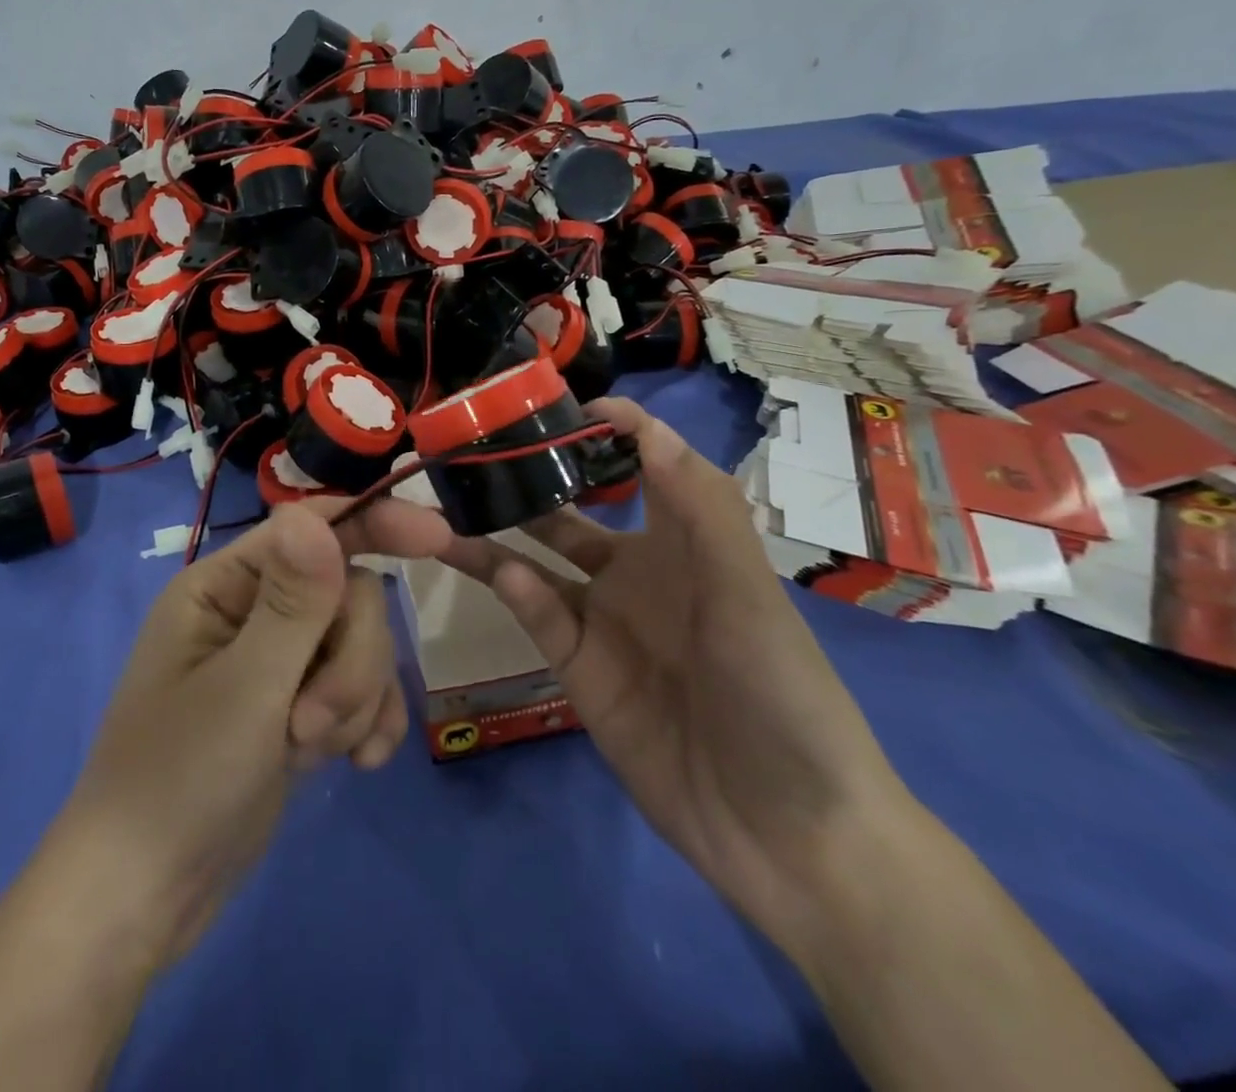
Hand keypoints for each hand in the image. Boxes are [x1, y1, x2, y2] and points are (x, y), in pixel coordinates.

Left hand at [57, 496, 451, 966]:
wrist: (145, 899)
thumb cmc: (178, 780)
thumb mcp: (244, 689)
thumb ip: (291, 602)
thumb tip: (314, 515)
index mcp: (224, 586)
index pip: (310, 529)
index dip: (374, 524)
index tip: (438, 539)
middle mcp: (252, 612)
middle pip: (348, 596)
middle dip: (350, 661)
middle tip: (309, 725)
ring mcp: (279, 663)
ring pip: (361, 646)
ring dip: (354, 701)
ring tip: (309, 753)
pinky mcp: (298, 709)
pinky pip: (361, 692)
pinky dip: (367, 724)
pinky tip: (357, 767)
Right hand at [439, 396, 911, 933]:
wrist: (788, 832)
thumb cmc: (781, 691)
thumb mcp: (747, 590)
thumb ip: (696, 507)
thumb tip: (638, 422)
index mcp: (686, 540)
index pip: (640, 463)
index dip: (604, 428)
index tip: (554, 403)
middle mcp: (638, 571)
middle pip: (570, 511)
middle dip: (528, 479)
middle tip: (472, 449)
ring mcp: (604, 621)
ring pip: (536, 562)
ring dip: (496, 533)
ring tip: (446, 503)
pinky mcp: (580, 671)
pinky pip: (540, 618)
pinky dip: (518, 592)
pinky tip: (500, 573)